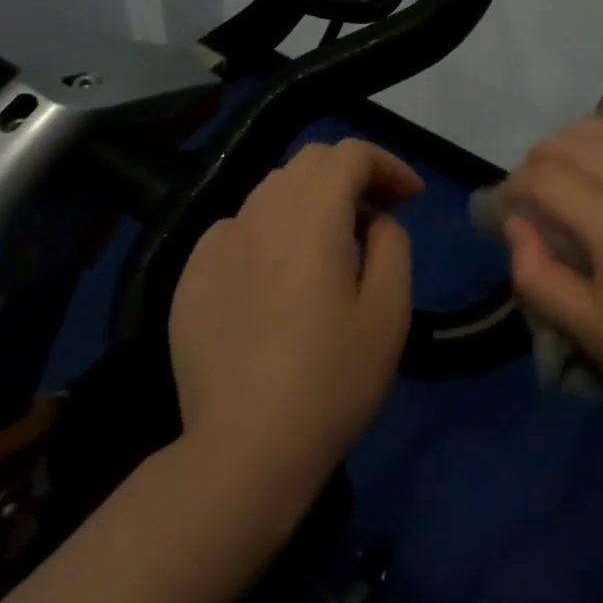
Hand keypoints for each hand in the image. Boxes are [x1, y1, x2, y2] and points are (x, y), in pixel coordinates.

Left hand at [170, 139, 422, 500]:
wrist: (244, 449)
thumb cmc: (332, 380)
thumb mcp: (389, 311)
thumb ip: (391, 245)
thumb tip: (374, 221)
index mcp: (311, 215)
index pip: (350, 153)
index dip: (387, 164)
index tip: (411, 198)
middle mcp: (259, 213)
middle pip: (309, 162)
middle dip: (351, 175)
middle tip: (378, 215)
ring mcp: (217, 242)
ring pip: (271, 192)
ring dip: (310, 201)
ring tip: (331, 247)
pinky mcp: (191, 276)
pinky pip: (237, 229)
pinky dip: (269, 232)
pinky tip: (277, 278)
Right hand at [502, 95, 602, 434]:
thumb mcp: (586, 330)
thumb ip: (536, 274)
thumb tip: (516, 224)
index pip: (548, 179)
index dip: (516, 186)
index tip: (508, 206)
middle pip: (578, 146)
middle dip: (541, 158)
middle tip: (531, 188)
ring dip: (577, 136)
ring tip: (560, 159)